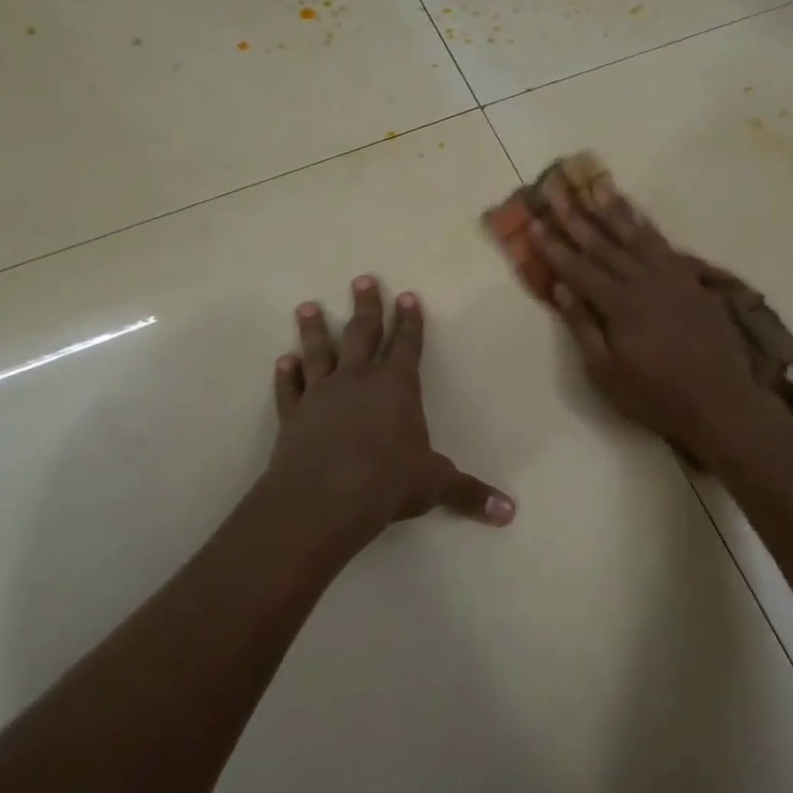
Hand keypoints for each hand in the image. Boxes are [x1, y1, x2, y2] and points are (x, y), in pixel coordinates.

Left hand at [265, 276, 513, 543]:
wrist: (323, 500)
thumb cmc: (386, 483)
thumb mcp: (434, 485)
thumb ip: (469, 493)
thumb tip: (510, 513)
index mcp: (397, 388)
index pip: (407, 345)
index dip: (409, 321)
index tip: (408, 296)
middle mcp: (358, 381)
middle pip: (362, 334)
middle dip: (366, 307)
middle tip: (362, 279)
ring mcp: (321, 395)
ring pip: (319, 352)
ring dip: (315, 329)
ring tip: (308, 306)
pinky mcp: (293, 416)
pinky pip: (290, 389)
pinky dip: (286, 375)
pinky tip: (282, 361)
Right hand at [531, 177, 789, 460]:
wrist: (720, 402)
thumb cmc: (655, 395)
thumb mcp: (606, 373)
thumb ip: (583, 327)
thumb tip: (561, 288)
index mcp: (618, 305)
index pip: (578, 268)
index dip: (554, 246)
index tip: (534, 221)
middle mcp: (643, 281)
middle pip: (604, 244)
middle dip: (577, 217)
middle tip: (557, 191)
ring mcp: (672, 278)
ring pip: (637, 236)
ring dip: (614, 211)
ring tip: (597, 187)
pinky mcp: (693, 282)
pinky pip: (666, 245)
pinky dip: (648, 228)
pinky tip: (638, 216)